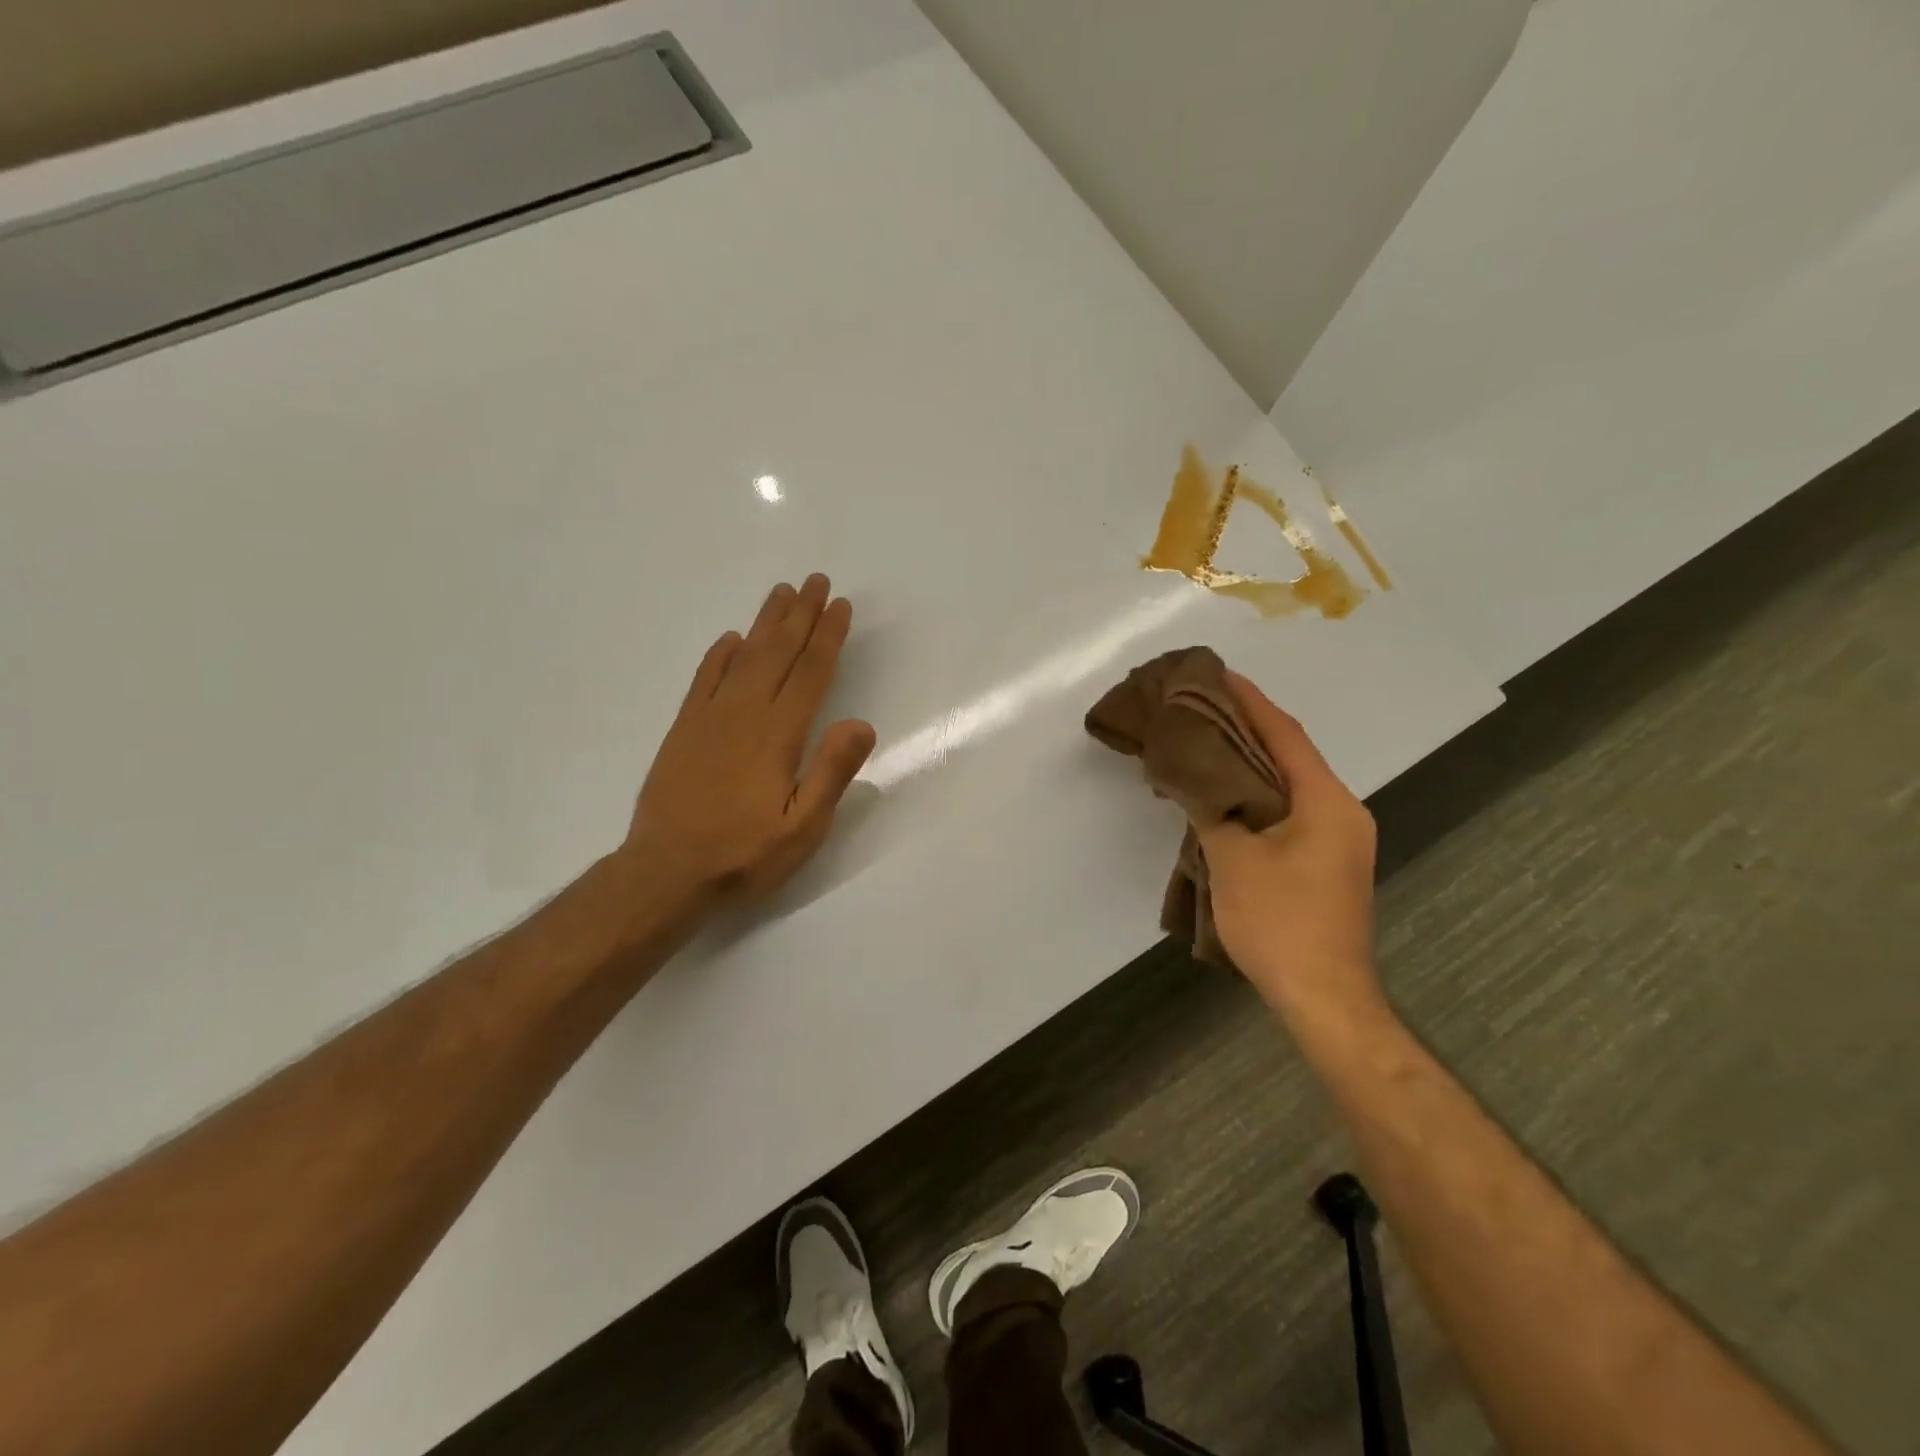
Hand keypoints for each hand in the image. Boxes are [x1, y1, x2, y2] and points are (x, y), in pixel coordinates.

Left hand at [620, 574, 875, 906]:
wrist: (665, 873)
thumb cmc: (743, 855)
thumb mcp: (802, 828)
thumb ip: (831, 773)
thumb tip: (861, 723)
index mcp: (778, 735)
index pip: (810, 673)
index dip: (827, 636)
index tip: (841, 606)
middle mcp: (743, 714)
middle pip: (777, 652)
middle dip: (800, 615)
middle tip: (816, 581)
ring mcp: (708, 718)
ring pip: (742, 656)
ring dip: (765, 623)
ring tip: (781, 592)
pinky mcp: (683, 730)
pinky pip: (703, 678)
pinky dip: (719, 654)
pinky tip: (730, 639)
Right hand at [1198, 672, 1385, 1028]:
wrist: (1324, 997)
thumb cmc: (1280, 923)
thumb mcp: (1234, 861)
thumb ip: (1212, 810)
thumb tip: (1191, 779)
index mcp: (1327, 802)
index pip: (1284, 735)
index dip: (1250, 701)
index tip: (1219, 673)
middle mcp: (1342, 811)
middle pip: (1289, 754)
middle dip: (1247, 727)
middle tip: (1202, 705)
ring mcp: (1339, 838)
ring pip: (1288, 783)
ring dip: (1249, 762)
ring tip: (1205, 741)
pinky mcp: (1327, 861)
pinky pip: (1288, 810)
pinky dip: (1256, 794)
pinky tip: (1224, 794)